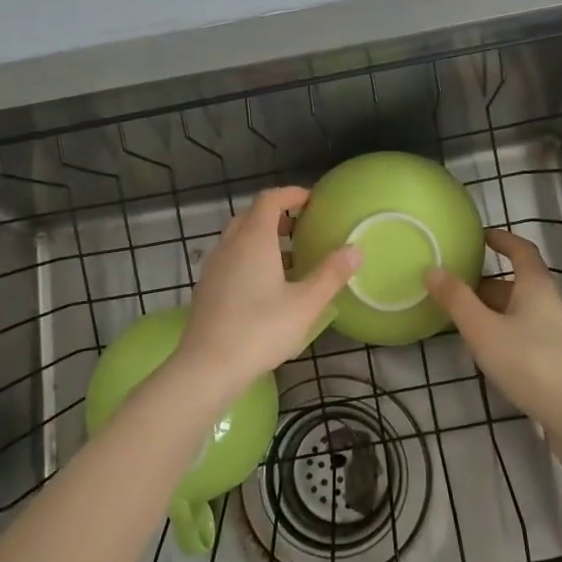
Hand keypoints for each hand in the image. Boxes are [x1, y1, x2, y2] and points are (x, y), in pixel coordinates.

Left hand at [177, 186, 359, 398]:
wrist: (207, 367)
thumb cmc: (260, 330)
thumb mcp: (306, 304)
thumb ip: (331, 274)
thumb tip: (355, 249)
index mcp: (253, 239)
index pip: (269, 199)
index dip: (291, 194)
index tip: (311, 200)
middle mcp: (230, 245)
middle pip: (251, 216)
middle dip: (277, 216)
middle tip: (302, 228)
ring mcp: (213, 267)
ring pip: (238, 239)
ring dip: (262, 238)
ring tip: (289, 259)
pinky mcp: (206, 289)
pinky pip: (230, 259)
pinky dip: (249, 258)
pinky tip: (265, 287)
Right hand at [426, 230, 561, 422]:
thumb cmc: (530, 363)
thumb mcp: (484, 331)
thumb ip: (457, 300)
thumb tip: (433, 269)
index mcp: (536, 288)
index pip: (522, 251)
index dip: (503, 240)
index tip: (482, 236)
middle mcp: (551, 304)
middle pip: (518, 284)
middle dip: (487, 284)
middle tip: (455, 290)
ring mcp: (558, 334)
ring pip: (520, 312)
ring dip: (494, 311)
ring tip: (463, 324)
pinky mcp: (559, 360)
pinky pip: (526, 334)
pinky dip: (504, 333)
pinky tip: (489, 354)